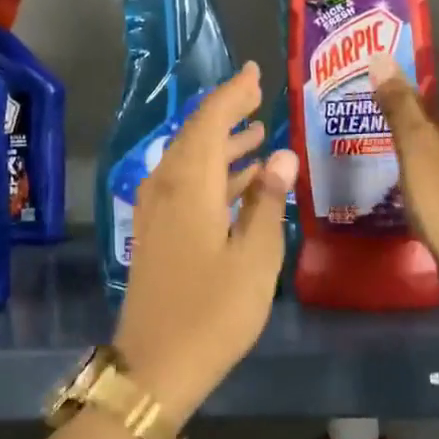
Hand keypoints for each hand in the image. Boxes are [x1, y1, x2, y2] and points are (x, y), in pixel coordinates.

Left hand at [115, 62, 298, 424]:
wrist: (156, 365)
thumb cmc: (213, 312)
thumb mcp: (254, 258)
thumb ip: (266, 202)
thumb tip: (282, 155)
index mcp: (188, 185)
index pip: (209, 122)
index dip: (232, 94)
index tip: (255, 73)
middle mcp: (166, 188)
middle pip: (195, 136)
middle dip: (227, 114)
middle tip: (259, 97)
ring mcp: (157, 212)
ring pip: (189, 161)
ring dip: (222, 145)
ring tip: (257, 133)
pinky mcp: (157, 233)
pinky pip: (185, 185)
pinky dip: (212, 175)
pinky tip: (240, 180)